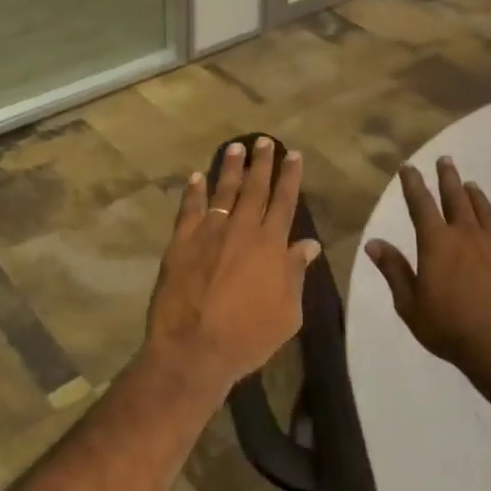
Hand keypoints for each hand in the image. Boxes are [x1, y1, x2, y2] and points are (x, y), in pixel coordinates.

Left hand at [143, 137, 322, 396]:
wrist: (194, 349)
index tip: (293, 155)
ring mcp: (209, 233)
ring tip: (236, 148)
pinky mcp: (181, 243)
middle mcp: (242, 230)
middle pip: (255, 188)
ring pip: (223, 192)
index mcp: (272, 245)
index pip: (284, 202)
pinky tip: (197, 177)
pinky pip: (189, 209)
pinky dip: (193, 191)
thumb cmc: (248, 337)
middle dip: (262, 162)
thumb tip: (309, 245)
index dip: (290, 177)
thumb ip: (296, 274)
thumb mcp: (288, 313)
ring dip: (231, 168)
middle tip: (265, 141)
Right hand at [366, 157, 490, 411]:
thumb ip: (394, 270)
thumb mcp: (409, 304)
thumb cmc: (448, 328)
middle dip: (449, 179)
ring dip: (478, 199)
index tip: (409, 168)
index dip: (413, 185)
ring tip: (473, 186)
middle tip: (445, 160)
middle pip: (457, 200)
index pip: (421, 205)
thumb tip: (374, 242)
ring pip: (487, 216)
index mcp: (437, 244)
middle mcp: (468, 238)